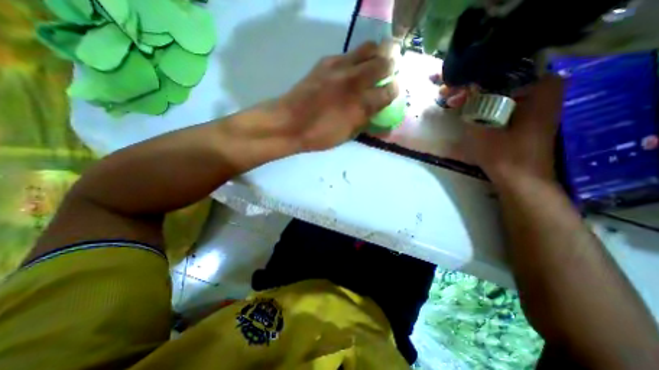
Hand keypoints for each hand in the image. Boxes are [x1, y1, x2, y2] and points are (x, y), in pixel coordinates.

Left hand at [274, 42, 396, 150]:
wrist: (289, 123)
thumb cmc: (319, 135)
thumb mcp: (347, 136)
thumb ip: (367, 125)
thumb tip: (385, 127)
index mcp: (361, 104)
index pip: (389, 91)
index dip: (394, 90)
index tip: (393, 91)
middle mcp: (355, 81)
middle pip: (383, 62)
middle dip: (390, 66)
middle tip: (388, 72)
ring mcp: (340, 67)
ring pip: (368, 48)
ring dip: (376, 54)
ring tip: (374, 63)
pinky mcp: (325, 62)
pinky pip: (347, 53)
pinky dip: (355, 58)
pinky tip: (351, 68)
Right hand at [439, 75, 562, 185]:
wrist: (520, 179)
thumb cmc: (503, 154)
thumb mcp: (481, 126)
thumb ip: (471, 103)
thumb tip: (459, 85)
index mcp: (539, 85)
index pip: (499, 69)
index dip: (469, 75)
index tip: (448, 82)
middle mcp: (543, 86)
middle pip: (498, 77)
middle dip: (469, 84)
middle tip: (445, 91)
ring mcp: (536, 100)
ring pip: (498, 88)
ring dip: (474, 93)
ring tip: (451, 98)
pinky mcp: (527, 112)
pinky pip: (501, 99)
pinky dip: (482, 101)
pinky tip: (465, 105)